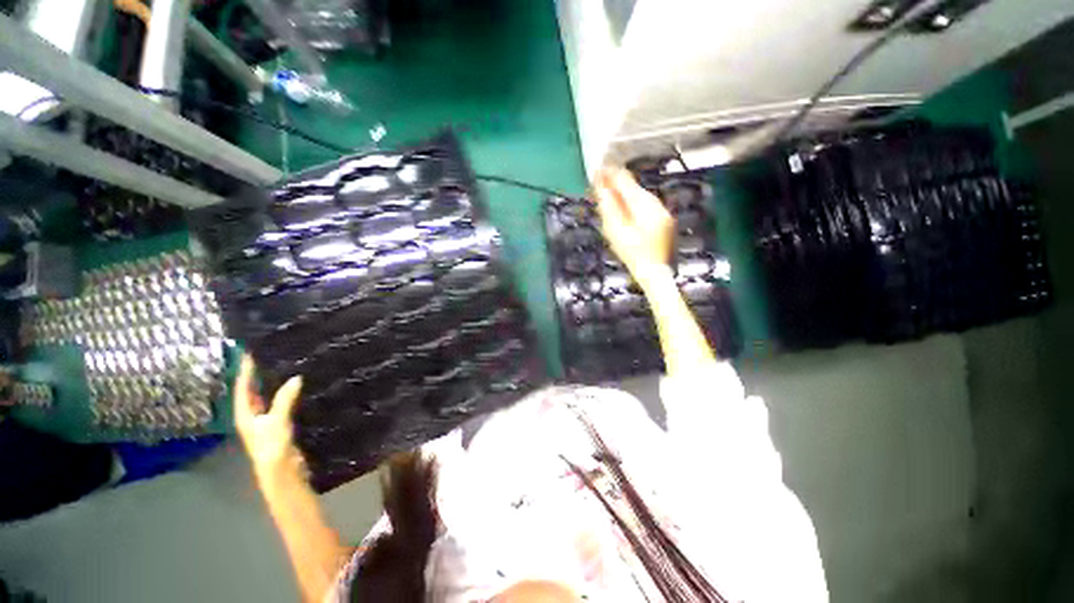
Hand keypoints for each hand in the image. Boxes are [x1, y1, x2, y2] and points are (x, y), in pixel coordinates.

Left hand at [235, 354, 303, 481]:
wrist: (282, 473)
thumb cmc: (272, 448)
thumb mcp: (277, 422)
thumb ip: (285, 400)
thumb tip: (296, 378)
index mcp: (245, 415)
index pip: (243, 387)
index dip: (245, 370)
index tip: (249, 352)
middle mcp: (253, 416)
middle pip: (253, 391)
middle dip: (257, 375)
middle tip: (267, 355)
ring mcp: (267, 421)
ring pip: (267, 397)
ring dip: (273, 383)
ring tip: (283, 366)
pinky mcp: (280, 425)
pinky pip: (281, 403)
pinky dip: (286, 394)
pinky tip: (297, 387)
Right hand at [592, 167, 673, 284]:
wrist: (653, 271)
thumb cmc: (632, 253)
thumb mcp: (615, 230)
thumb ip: (608, 206)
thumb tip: (601, 187)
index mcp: (644, 205)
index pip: (625, 181)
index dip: (610, 174)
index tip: (597, 169)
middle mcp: (655, 203)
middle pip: (633, 187)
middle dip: (616, 184)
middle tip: (599, 183)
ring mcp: (661, 211)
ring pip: (639, 195)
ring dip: (623, 193)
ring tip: (608, 194)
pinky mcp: (662, 219)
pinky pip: (644, 205)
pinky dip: (632, 203)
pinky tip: (624, 209)